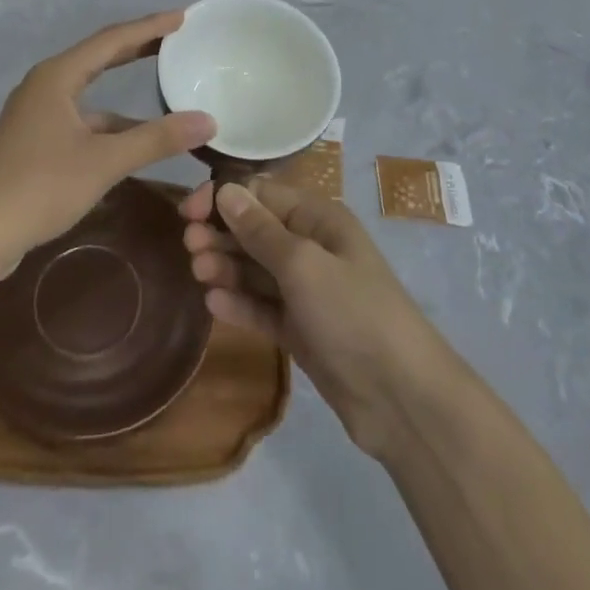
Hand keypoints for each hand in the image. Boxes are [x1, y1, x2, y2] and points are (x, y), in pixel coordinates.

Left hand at [0, 12, 215, 271]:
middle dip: (138, 47)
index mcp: (58, 76)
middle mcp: (46, 85)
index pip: (112, 40)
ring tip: (164, 85)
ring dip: (125, 88)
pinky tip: (134, 137)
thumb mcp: (104, 161)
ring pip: (91, 91)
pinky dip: (111, 121)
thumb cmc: (39, 186)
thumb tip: (208, 121)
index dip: (150, 26)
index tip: (183, 17)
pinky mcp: (36, 140)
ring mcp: (38, 114)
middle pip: (100, 57)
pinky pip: (83, 117)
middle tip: (177, 38)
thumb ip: (156, 139)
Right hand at [181, 176, 448, 458]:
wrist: (401, 398)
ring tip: (198, 273)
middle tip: (189, 247)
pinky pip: (262, 307)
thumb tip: (226, 191)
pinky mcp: (301, 330)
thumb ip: (260, 230)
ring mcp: (306, 291)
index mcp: (318, 219)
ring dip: (226, 266)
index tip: (188, 212)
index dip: (223, 198)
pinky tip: (213, 303)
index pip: (261, 194)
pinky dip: (239, 302)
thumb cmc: (353, 313)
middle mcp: (311, 247)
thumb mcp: (303, 264)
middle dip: (221, 233)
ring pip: (255, 269)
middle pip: (255, 230)